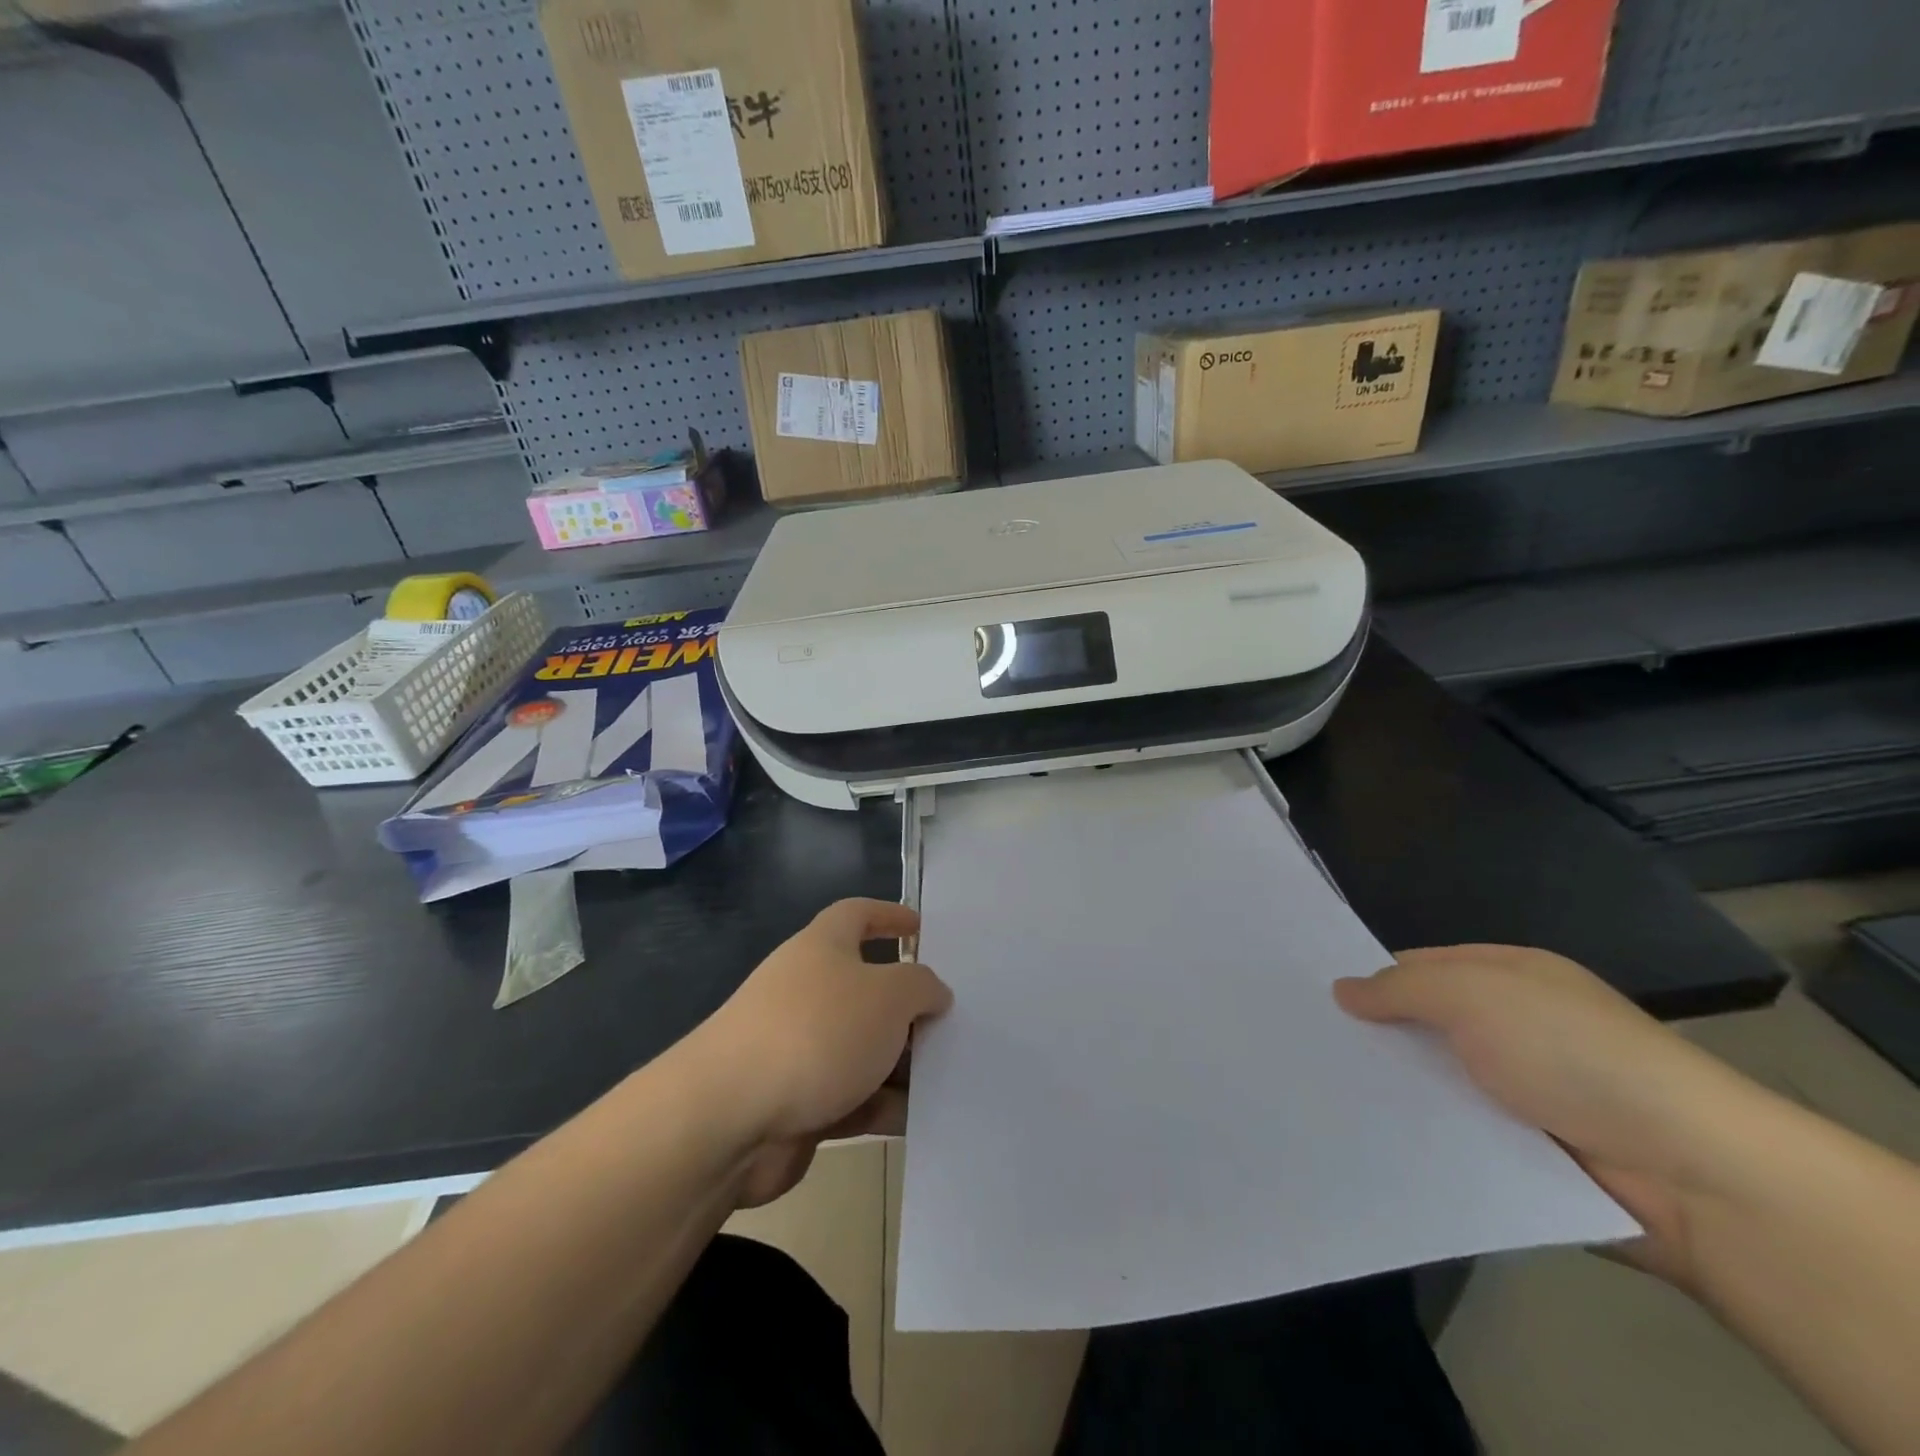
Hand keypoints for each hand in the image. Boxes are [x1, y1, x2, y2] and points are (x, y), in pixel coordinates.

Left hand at [691, 899, 952, 1208]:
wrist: (729, 1117)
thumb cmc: (815, 1032)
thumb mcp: (887, 995)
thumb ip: (920, 987)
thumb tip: (932, 992)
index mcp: (822, 948)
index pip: (856, 914)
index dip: (888, 915)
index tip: (919, 928)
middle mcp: (807, 990)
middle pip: (866, 988)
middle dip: (907, 1006)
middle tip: (951, 1021)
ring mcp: (798, 1047)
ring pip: (862, 1048)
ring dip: (900, 1063)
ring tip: (948, 1077)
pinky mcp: (796, 1102)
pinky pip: (851, 1097)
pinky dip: (881, 1105)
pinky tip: (920, 1119)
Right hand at [1334, 944, 1771, 1289]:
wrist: (1688, 1172)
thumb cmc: (1571, 1053)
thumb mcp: (1474, 995)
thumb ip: (1401, 988)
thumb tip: (1341, 989)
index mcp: (1509, 977)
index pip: (1421, 967)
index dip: (1371, 978)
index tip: (1314, 999)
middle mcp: (1514, 1028)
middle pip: (1425, 1026)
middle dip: (1375, 1038)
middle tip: (1304, 1048)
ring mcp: (1523, 1092)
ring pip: (1437, 1083)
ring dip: (1395, 1091)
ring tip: (1319, 1094)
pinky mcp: (1527, 1152)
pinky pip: (1458, 1135)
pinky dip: (1424, 1136)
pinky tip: (1369, 1136)